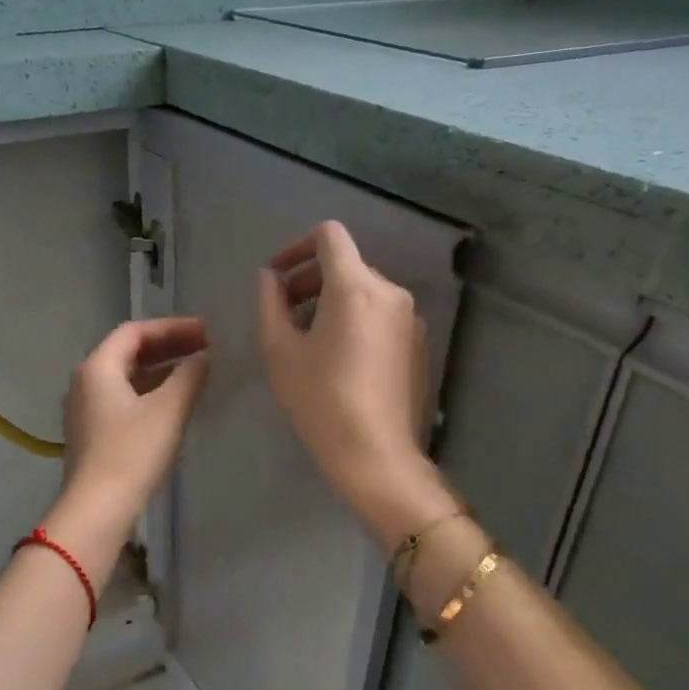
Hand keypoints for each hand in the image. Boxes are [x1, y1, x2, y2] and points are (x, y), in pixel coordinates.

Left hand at [55, 317, 209, 537]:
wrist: (97, 509)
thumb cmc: (132, 452)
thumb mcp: (168, 409)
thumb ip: (189, 375)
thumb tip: (204, 356)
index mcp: (97, 367)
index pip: (135, 331)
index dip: (172, 326)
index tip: (206, 331)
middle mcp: (85, 381)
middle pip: (128, 351)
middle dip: (168, 346)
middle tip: (205, 348)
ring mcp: (85, 409)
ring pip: (126, 376)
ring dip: (161, 370)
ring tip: (196, 372)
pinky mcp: (92, 433)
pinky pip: (123, 398)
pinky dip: (150, 392)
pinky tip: (175, 403)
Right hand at [258, 223, 452, 545]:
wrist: (375, 454)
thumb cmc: (319, 399)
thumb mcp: (280, 351)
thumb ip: (271, 303)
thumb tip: (270, 278)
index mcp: (355, 287)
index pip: (330, 236)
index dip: (297, 246)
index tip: (278, 275)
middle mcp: (390, 292)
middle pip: (347, 265)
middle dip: (310, 279)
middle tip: (284, 312)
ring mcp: (410, 318)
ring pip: (364, 291)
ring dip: (331, 301)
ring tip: (307, 338)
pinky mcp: (417, 343)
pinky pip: (380, 315)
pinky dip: (355, 319)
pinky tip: (338, 358)